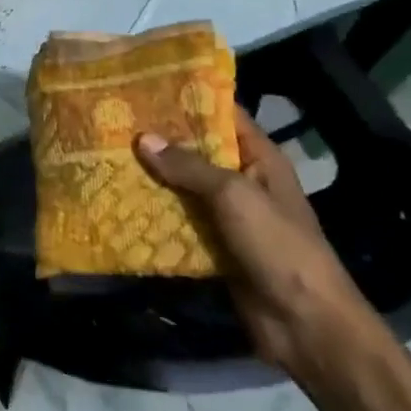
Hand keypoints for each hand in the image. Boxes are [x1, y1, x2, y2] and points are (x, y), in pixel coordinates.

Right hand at [135, 106, 371, 374]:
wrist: (304, 324)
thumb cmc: (277, 245)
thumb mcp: (234, 195)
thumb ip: (189, 166)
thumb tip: (143, 138)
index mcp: (259, 158)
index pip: (222, 115)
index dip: (188, 99)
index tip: (145, 86)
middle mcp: (242, 180)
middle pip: (197, 150)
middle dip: (160, 138)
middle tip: (113, 120)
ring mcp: (227, 215)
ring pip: (183, 186)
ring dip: (152, 176)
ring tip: (107, 155)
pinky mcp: (213, 246)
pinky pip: (179, 221)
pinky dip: (154, 212)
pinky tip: (119, 200)